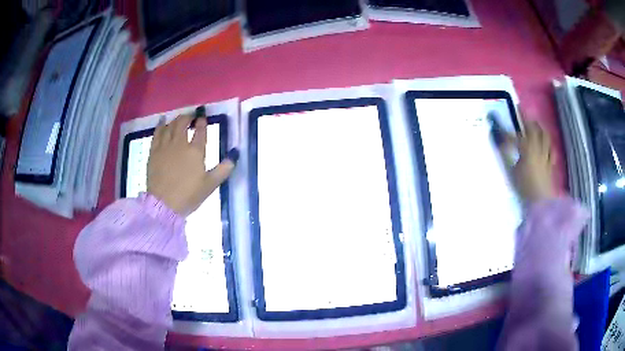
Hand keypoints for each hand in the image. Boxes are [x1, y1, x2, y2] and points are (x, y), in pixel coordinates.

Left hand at [147, 114, 237, 215]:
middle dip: (188, 117)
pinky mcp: (154, 151)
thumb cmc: (189, 195)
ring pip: (170, 125)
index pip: (200, 130)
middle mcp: (180, 144)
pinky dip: (161, 125)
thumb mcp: (210, 185)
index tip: (203, 118)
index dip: (202, 122)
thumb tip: (235, 155)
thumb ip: (223, 169)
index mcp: (196, 151)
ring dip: (176, 120)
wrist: (164, 204)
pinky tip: (163, 122)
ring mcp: (165, 146)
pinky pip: (157, 133)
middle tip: (191, 118)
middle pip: (183, 123)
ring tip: (179, 120)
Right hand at [499, 121, 554, 204]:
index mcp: (527, 149)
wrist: (541, 203)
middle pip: (533, 129)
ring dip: (539, 127)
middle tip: (520, 109)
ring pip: (544, 136)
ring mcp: (545, 155)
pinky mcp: (550, 164)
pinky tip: (547, 144)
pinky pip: (551, 150)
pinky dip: (549, 144)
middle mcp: (537, 148)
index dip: (505, 132)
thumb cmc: (524, 188)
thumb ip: (505, 156)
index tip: (496, 126)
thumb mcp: (511, 172)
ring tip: (535, 122)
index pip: (514, 137)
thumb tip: (499, 143)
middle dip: (525, 118)